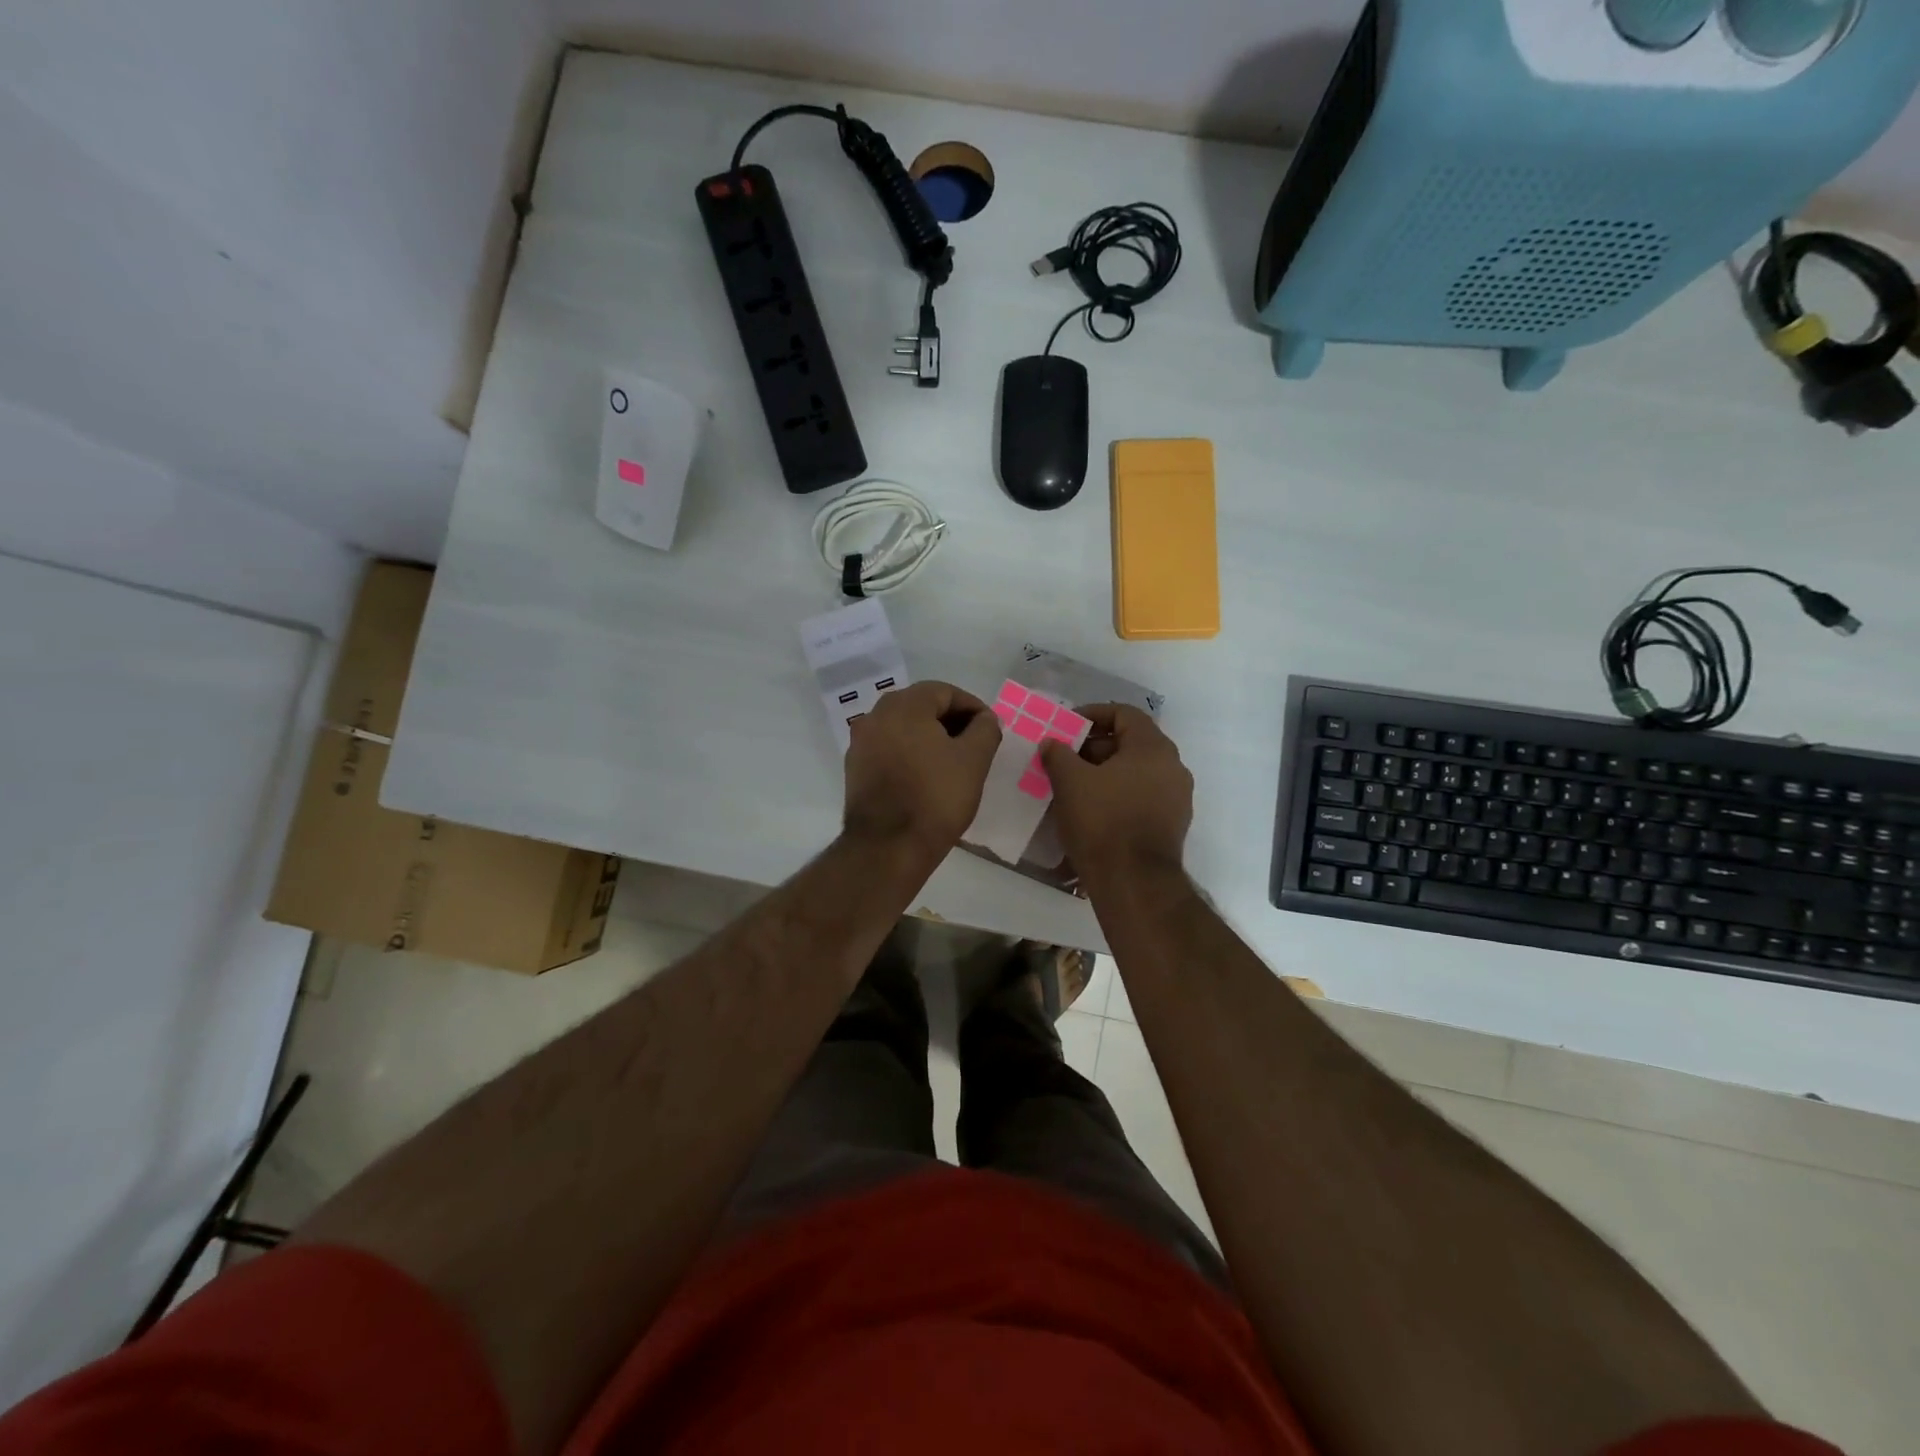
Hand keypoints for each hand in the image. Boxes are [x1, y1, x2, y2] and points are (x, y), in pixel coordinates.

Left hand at [843, 681, 1001, 858]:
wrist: (887, 847)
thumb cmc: (935, 797)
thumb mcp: (974, 761)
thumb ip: (985, 730)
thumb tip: (984, 719)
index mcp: (904, 706)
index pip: (944, 691)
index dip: (972, 707)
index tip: (990, 728)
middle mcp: (875, 715)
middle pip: (921, 706)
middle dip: (951, 721)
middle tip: (975, 744)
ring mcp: (860, 743)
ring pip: (903, 728)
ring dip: (930, 737)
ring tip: (953, 762)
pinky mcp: (855, 769)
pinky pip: (889, 749)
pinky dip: (910, 754)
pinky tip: (926, 776)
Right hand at [1040, 704, 1191, 880]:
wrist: (1134, 882)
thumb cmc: (1102, 821)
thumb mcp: (1070, 782)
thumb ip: (1058, 754)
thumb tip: (1052, 743)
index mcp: (1153, 748)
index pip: (1124, 713)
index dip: (1093, 714)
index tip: (1067, 727)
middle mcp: (1173, 767)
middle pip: (1132, 742)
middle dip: (1095, 747)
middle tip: (1066, 758)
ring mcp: (1177, 798)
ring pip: (1137, 771)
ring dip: (1106, 772)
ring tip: (1075, 785)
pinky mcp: (1172, 824)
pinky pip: (1143, 796)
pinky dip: (1119, 794)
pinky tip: (1094, 809)